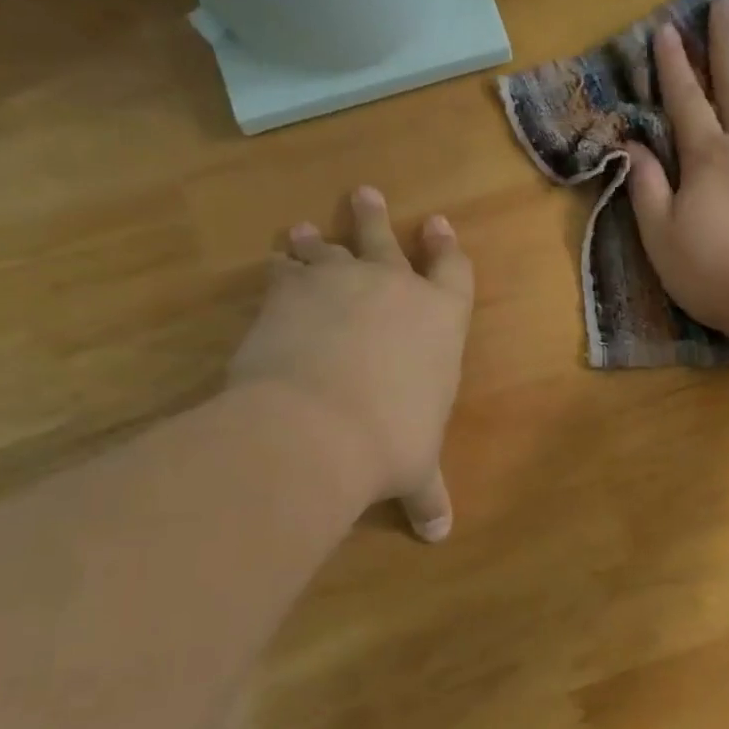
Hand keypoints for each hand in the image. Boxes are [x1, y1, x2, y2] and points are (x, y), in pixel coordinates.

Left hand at [229, 187, 473, 541]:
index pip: (453, 272)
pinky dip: (281, 265)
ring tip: (305, 229)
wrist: (318, 426)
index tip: (439, 226)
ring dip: (321, 238)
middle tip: (365, 193)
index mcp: (440, 319)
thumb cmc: (390, 442)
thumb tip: (439, 535)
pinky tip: (274, 263)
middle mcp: (394, 287)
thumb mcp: (416, 470)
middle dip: (376, 218)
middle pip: (386, 239)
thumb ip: (428, 494)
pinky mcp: (289, 290)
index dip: (447, 249)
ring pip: (330, 247)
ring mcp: (340, 281)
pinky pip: (286, 268)